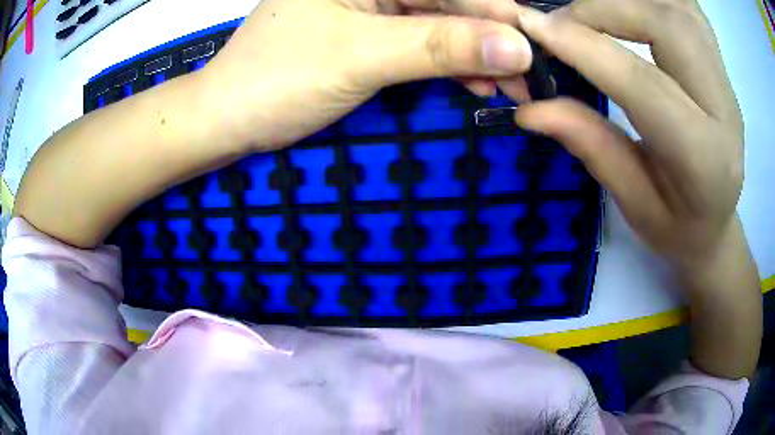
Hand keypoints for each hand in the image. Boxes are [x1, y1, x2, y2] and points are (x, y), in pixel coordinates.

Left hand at [199, 0, 534, 151]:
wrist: (228, 118)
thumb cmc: (276, 80)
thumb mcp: (360, 56)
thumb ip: (439, 46)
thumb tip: (516, 48)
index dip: (495, 14)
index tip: (532, 51)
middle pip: (447, 2)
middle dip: (489, 39)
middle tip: (525, 79)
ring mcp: (369, 7)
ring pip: (439, 23)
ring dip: (474, 55)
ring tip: (503, 88)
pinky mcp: (367, 34)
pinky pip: (421, 41)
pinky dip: (449, 63)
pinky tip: (471, 84)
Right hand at [510, 0, 760, 378]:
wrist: (717, 223)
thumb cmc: (678, 228)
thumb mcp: (633, 204)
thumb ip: (590, 146)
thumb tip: (529, 108)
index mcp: (704, 159)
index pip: (643, 84)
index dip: (584, 47)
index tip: (530, 26)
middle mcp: (724, 108)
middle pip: (666, 25)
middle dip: (604, 9)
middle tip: (562, 22)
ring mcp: (725, 79)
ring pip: (677, 6)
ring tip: (591, 12)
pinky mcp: (719, 62)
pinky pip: (687, 7)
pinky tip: (631, 5)